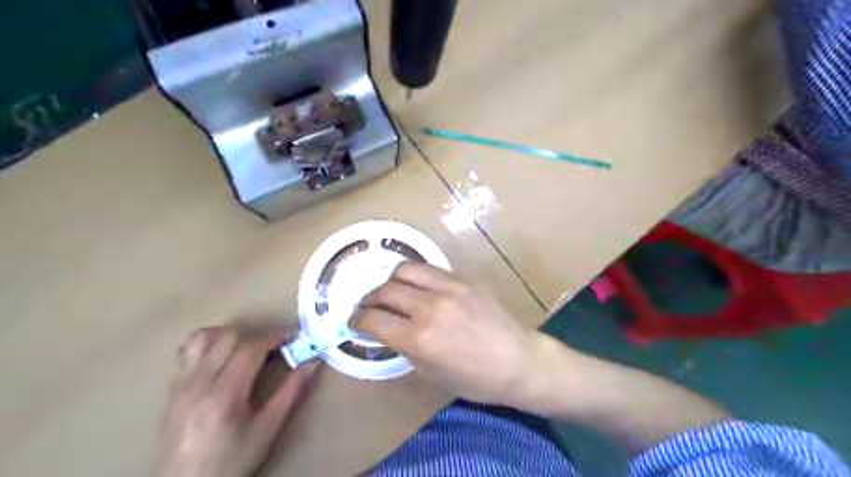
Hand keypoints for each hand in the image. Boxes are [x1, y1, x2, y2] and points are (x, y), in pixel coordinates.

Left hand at [153, 324, 318, 476]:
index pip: (250, 349)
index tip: (294, 333)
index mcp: (224, 394)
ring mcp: (181, 384)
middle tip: (276, 346)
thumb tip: (313, 361)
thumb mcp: (268, 430)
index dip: (275, 335)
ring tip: (248, 347)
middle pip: (228, 337)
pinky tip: (223, 357)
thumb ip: (291, 392)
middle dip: (257, 335)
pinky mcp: (172, 388)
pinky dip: (209, 344)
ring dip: (231, 335)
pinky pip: (188, 351)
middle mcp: (199, 383)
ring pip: (204, 338)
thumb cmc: (232, 461)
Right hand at [355, 261, 539, 405]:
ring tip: (393, 292)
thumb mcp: (430, 373)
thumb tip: (387, 330)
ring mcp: (448, 288)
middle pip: (384, 290)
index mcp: (419, 338)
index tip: (355, 322)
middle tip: (370, 307)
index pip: (372, 320)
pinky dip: (416, 278)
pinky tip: (420, 288)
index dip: (357, 320)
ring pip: (404, 270)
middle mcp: (429, 307)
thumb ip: (404, 347)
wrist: (517, 361)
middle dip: (369, 299)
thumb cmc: (474, 379)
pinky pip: (430, 269)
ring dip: (390, 281)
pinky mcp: (463, 278)